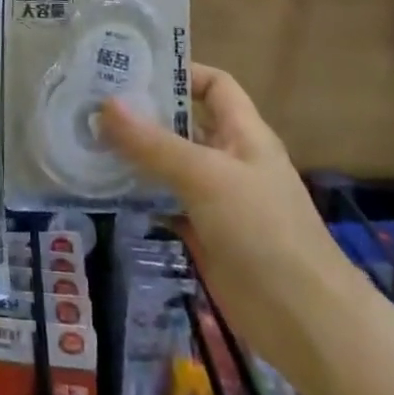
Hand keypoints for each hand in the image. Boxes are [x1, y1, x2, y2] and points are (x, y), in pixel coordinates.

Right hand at [98, 64, 346, 336]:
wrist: (306, 323)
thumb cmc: (263, 230)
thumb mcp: (205, 176)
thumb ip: (153, 143)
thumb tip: (105, 104)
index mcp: (243, 132)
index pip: (213, 85)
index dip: (179, 72)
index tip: (132, 70)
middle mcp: (229, 159)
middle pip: (183, 124)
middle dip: (143, 114)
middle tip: (92, 103)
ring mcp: (217, 199)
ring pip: (170, 165)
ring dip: (135, 156)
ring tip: (87, 141)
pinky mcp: (205, 235)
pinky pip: (166, 203)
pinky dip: (140, 196)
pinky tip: (105, 191)